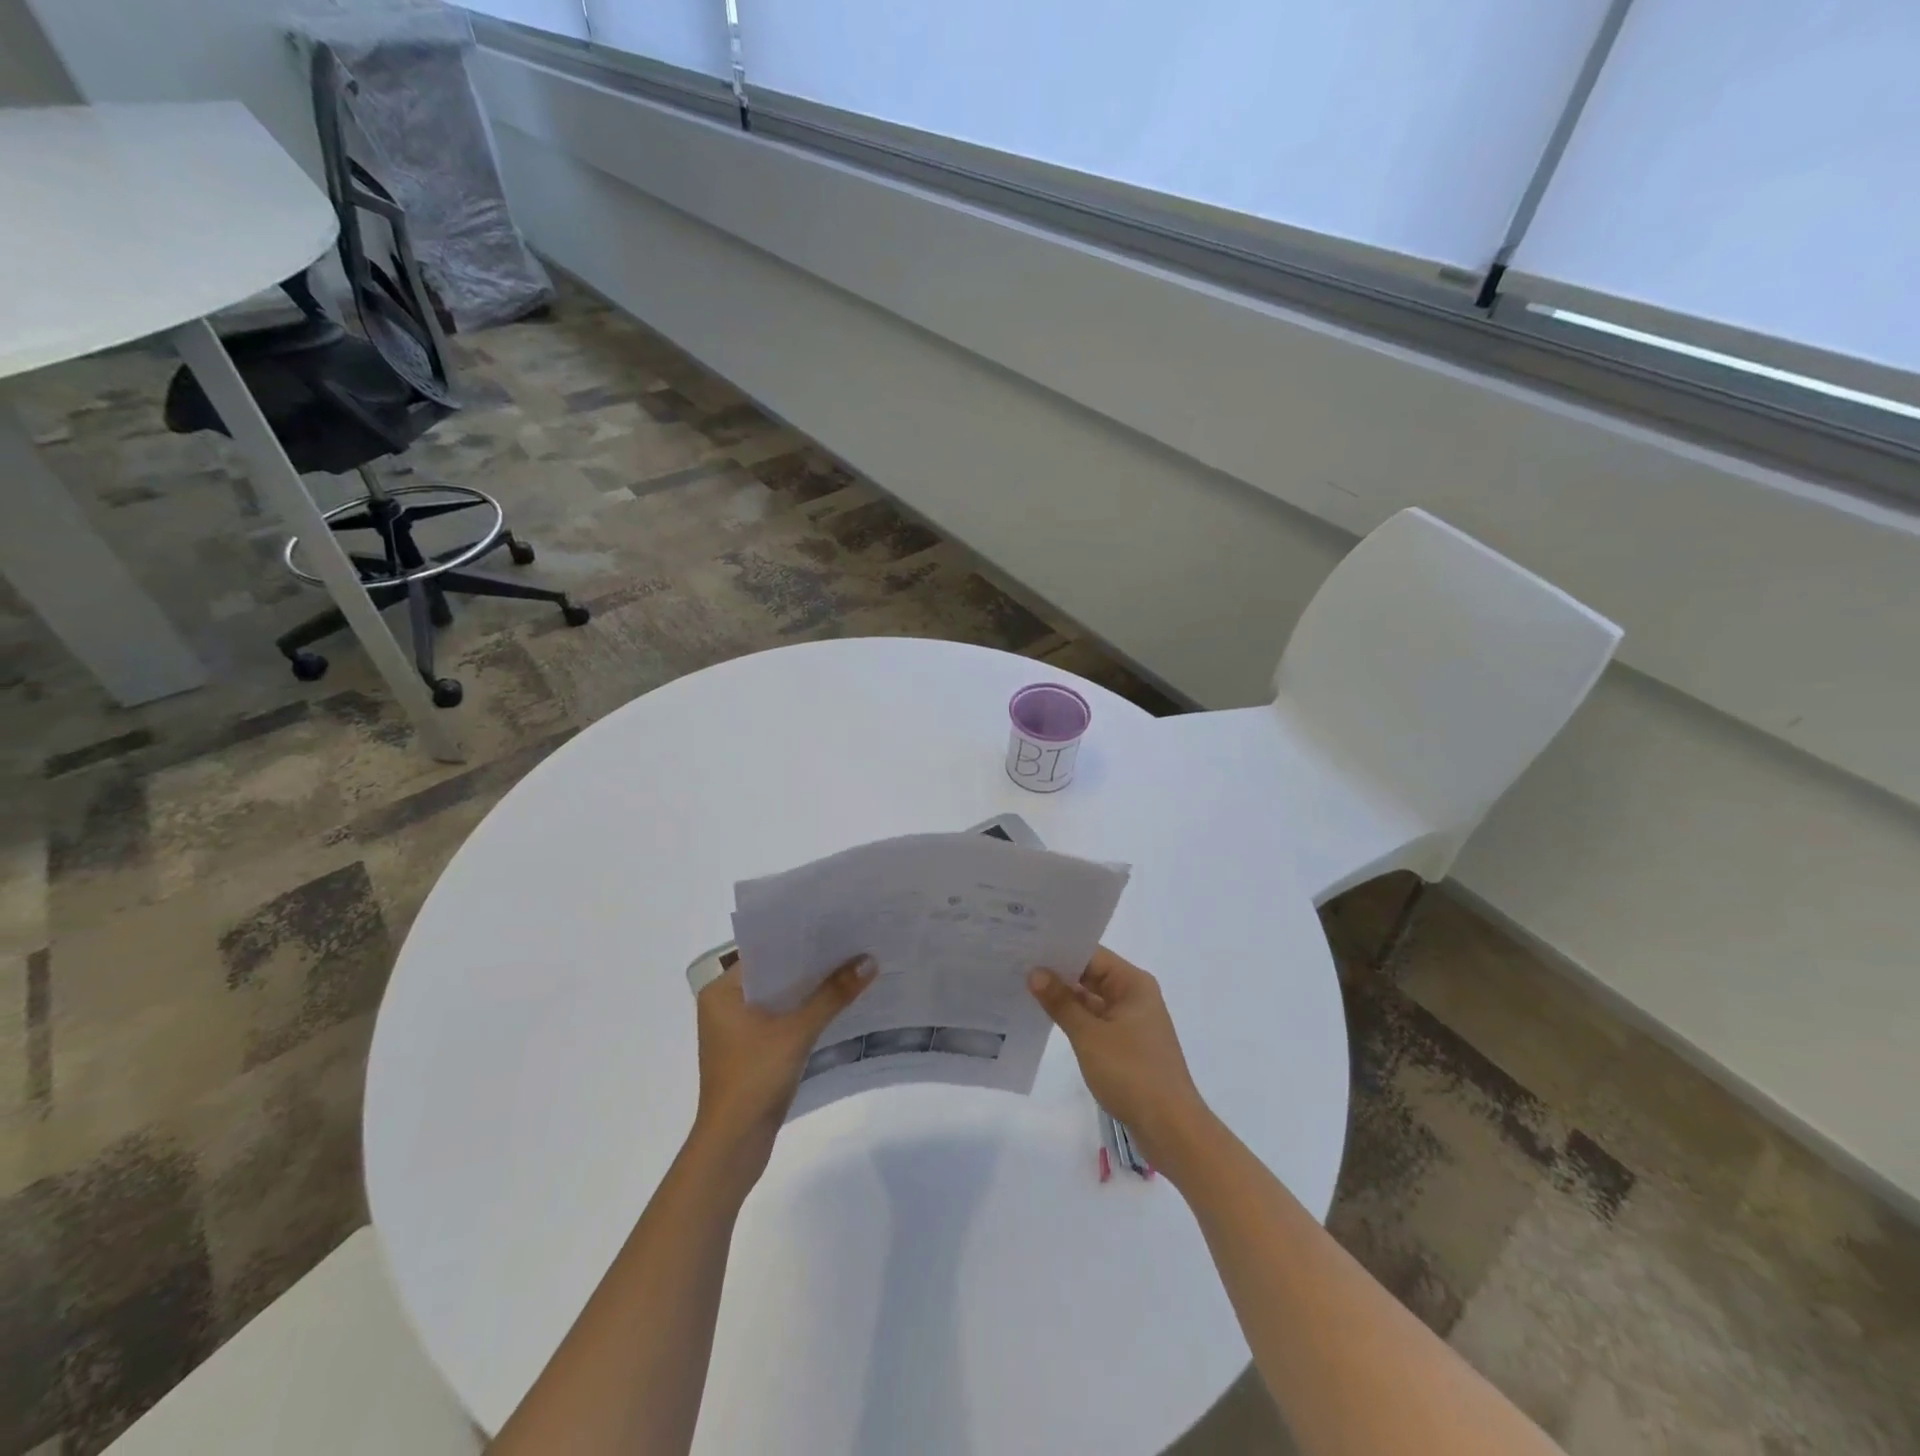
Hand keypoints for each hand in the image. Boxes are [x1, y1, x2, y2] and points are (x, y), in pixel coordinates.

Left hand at [691, 955, 875, 1174]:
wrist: (734, 1146)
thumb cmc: (754, 1078)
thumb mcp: (797, 1031)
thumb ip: (832, 994)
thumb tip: (869, 960)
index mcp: (721, 992)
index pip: (764, 951)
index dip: (799, 938)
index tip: (834, 923)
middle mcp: (724, 1005)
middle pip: (775, 973)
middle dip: (811, 963)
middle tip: (851, 941)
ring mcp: (737, 1030)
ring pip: (780, 997)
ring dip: (811, 988)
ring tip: (851, 966)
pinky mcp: (752, 1051)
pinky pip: (782, 1018)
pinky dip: (806, 1012)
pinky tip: (837, 1003)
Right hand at [1028, 947, 1214, 1174]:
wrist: (1171, 1129)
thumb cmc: (1132, 1073)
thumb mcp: (1090, 1035)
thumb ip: (1061, 1002)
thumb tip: (1035, 972)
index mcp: (1133, 984)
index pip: (1091, 955)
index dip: (1059, 949)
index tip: (1026, 944)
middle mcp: (1134, 996)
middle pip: (1091, 975)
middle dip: (1057, 973)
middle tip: (1017, 963)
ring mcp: (1131, 1022)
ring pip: (1091, 1000)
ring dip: (1063, 998)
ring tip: (1022, 987)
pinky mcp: (1126, 1046)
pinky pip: (1095, 1022)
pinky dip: (1073, 1020)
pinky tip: (1044, 1019)